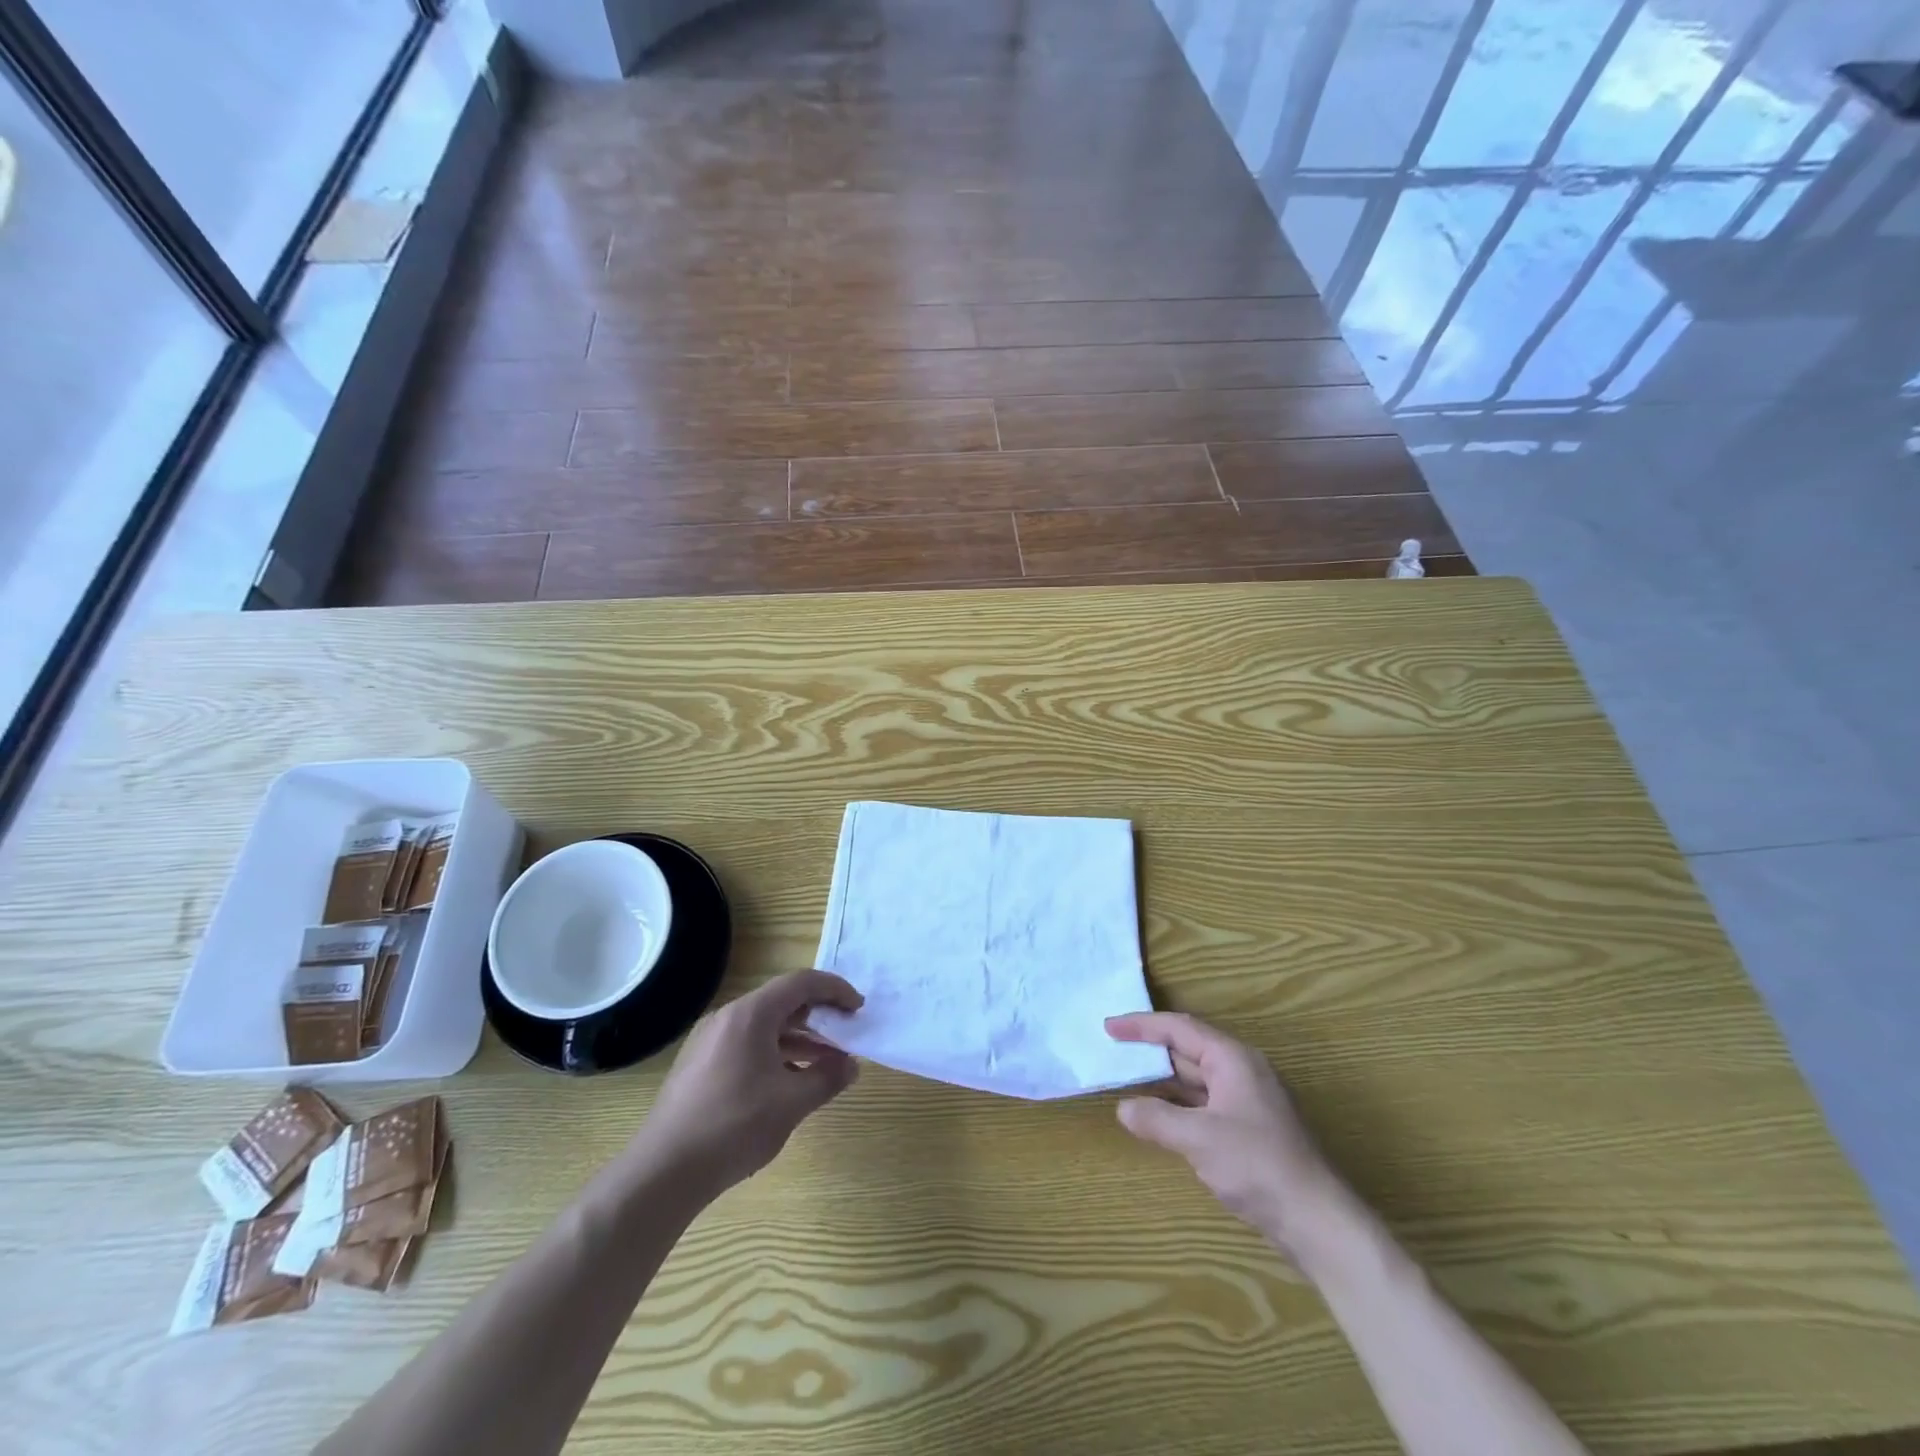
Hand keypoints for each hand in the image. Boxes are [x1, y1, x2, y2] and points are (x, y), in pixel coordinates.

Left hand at [642, 970, 863, 1193]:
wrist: (663, 1172)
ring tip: (827, 1063)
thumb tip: (851, 1066)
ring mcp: (710, 1041)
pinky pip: (747, 1044)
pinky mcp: (700, 1065)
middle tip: (846, 1035)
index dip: (835, 989)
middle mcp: (728, 1017)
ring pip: (765, 1026)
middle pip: (782, 1001)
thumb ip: (827, 1078)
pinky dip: (775, 1053)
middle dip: (819, 1016)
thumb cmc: (733, 1127)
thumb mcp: (791, 1103)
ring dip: (799, 1039)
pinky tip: (790, 1081)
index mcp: (750, 1015)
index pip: (801, 983)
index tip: (859, 1008)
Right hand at [1106, 1012, 1360, 1267]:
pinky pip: (1203, 1103)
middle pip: (1187, 1049)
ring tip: (1126, 1079)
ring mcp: (1246, 1101)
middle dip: (1150, 1050)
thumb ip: (1156, 1119)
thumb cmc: (1257, 1166)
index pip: (1179, 1028)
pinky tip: (1157, 1116)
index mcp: (1232, 1059)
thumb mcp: (1199, 1139)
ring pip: (1194, 1079)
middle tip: (1112, 1050)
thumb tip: (1124, 1108)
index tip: (1109, 1027)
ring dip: (1161, 1079)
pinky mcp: (1248, 1129)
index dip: (1141, 1026)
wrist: (1317, 1221)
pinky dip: (1176, 1104)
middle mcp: (1240, 1071)